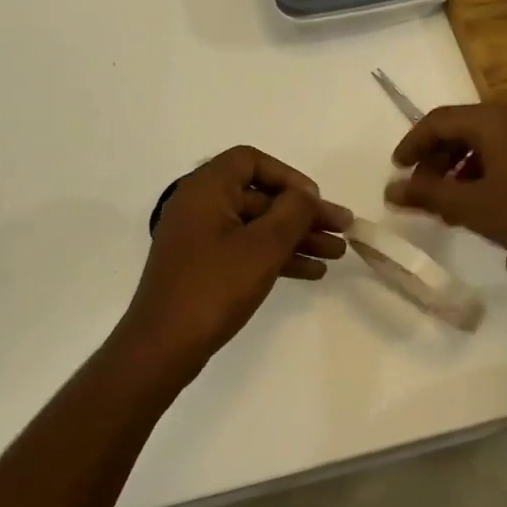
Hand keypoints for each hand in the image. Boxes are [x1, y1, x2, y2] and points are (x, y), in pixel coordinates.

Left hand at [114, 147, 350, 382]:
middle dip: (302, 213)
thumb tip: (304, 194)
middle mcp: (199, 205)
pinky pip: (246, 249)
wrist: (163, 345)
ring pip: (256, 226)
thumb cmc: (214, 287)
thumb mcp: (262, 246)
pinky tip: (311, 272)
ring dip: (296, 237)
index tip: (314, 201)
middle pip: (259, 196)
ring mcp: (199, 237)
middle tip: (343, 229)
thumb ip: (292, 212)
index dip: (288, 176)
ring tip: (337, 254)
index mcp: (205, 188)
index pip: (250, 161)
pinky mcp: (202, 266)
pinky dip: (276, 256)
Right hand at [384, 103, 506, 260]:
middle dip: (436, 158)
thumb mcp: (469, 206)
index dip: (412, 143)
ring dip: (459, 166)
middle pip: (461, 128)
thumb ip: (426, 194)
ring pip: (484, 140)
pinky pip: (506, 150)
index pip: (438, 121)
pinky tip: (479, 198)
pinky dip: (483, 169)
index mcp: (492, 120)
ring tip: (448, 199)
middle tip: (422, 188)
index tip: (398, 170)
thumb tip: (391, 191)